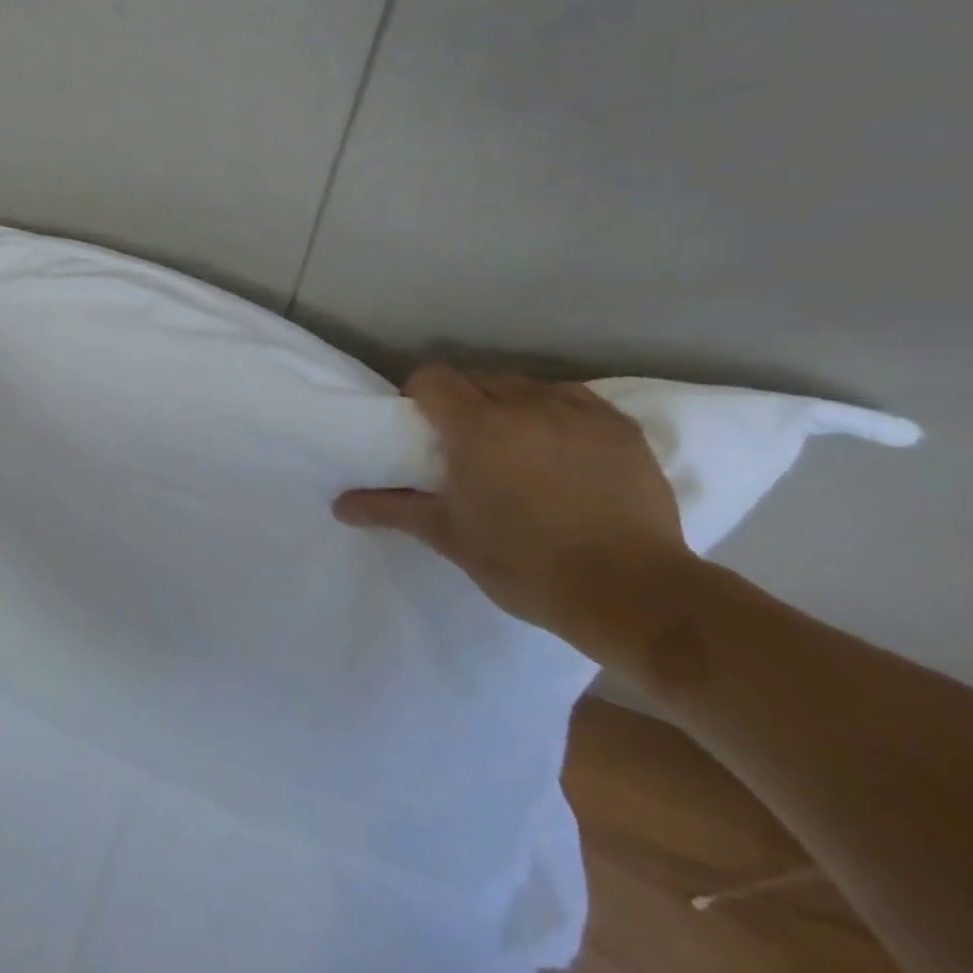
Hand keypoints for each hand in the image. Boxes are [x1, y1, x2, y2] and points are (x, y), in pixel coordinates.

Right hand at [333, 365, 692, 655]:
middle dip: (465, 400)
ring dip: (512, 404)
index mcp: (477, 425)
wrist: (633, 594)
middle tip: (467, 442)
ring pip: (528, 386)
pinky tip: (563, 446)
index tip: (423, 426)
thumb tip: (339, 504)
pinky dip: (558, 413)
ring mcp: (578, 413)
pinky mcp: (621, 428)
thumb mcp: (450, 537)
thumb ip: (392, 509)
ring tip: (517, 443)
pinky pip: (575, 400)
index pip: (434, 378)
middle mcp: (525, 404)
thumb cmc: (526, 564)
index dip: (421, 395)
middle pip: (480, 378)